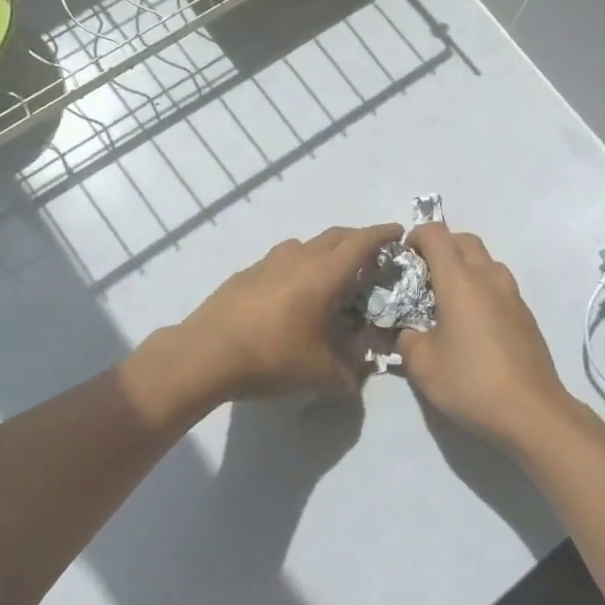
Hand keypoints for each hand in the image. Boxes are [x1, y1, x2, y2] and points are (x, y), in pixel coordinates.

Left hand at [176, 224, 402, 399]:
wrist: (205, 354)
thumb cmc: (271, 357)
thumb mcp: (321, 374)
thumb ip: (349, 372)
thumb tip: (360, 372)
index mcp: (324, 273)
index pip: (361, 242)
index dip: (382, 234)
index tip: (398, 231)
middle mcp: (298, 257)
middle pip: (335, 236)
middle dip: (358, 240)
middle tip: (372, 257)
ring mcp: (268, 262)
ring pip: (306, 245)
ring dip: (325, 252)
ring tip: (332, 276)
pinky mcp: (246, 273)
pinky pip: (283, 260)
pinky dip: (299, 267)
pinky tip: (293, 294)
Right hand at [397, 224, 579, 451]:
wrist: (531, 411)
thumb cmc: (471, 382)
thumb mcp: (422, 365)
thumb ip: (404, 338)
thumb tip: (403, 330)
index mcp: (459, 280)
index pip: (435, 233)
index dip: (415, 236)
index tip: (402, 259)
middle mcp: (488, 276)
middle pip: (464, 240)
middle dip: (440, 247)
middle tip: (422, 276)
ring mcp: (512, 293)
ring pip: (485, 260)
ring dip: (464, 266)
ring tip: (446, 299)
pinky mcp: (525, 313)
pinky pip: (498, 284)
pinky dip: (481, 287)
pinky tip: (471, 322)